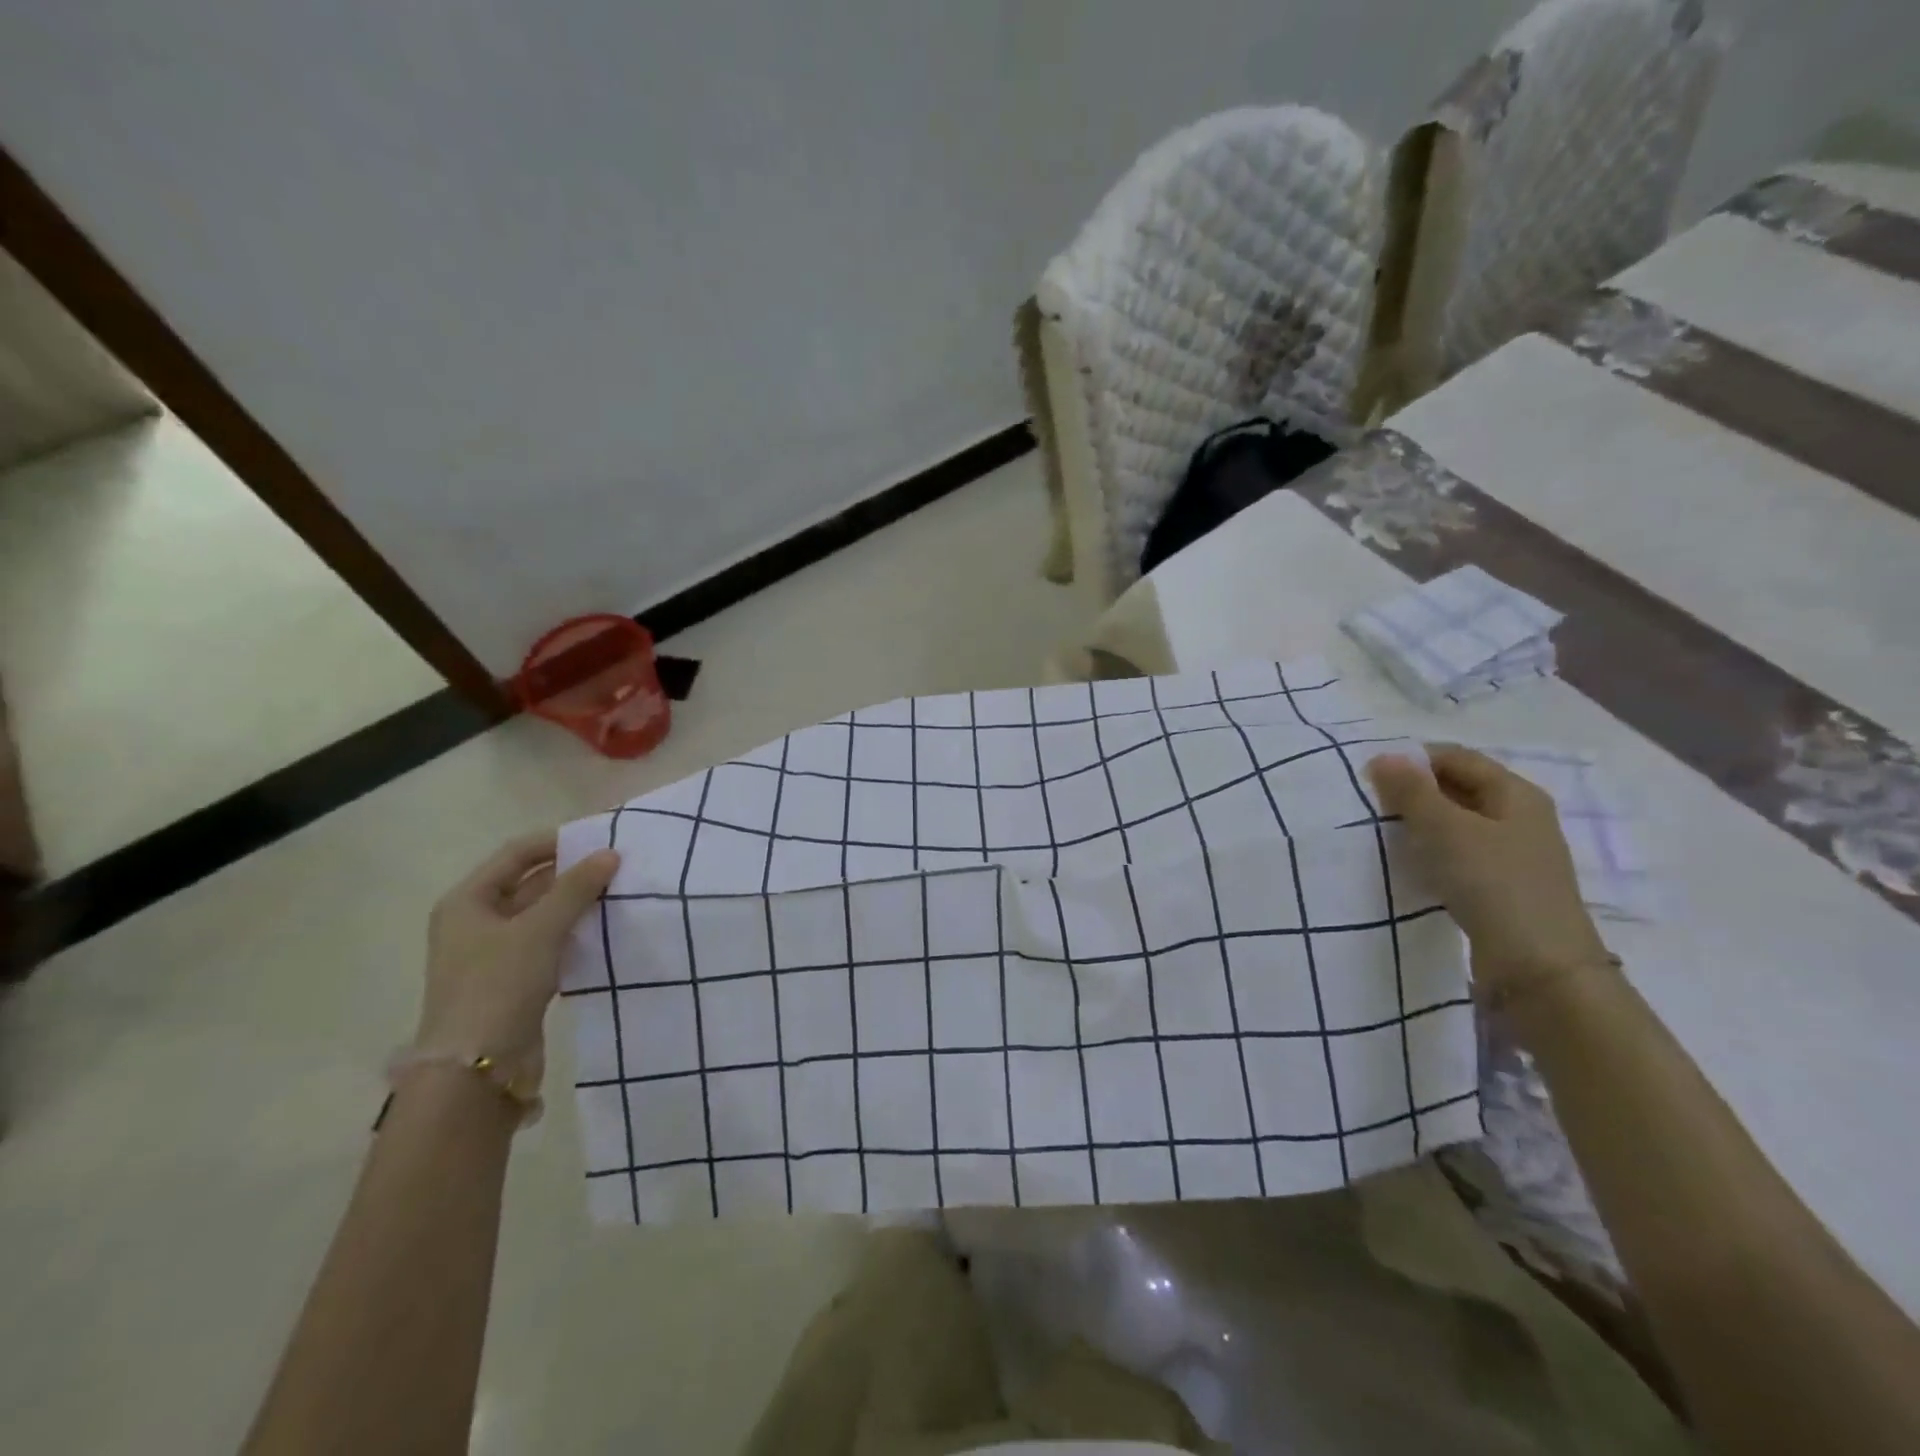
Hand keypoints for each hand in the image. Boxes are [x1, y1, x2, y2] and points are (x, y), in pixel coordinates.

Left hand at [413, 832, 620, 1092]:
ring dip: (576, 903)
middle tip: (618, 864)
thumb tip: (610, 853)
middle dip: (572, 873)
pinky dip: (574, 932)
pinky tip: (605, 929)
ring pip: (542, 914)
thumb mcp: (540, 929)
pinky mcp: (514, 979)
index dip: (557, 841)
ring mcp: (494, 953)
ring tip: (620, 892)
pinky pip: (549, 942)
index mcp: (467, 901)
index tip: (601, 837)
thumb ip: (576, 888)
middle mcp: (476, 921)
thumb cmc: (498, 985)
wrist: (476, 1067)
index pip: (516, 853)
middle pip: (530, 883)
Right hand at [1367, 746, 1608, 1003]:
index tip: (1371, 775)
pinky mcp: (1500, 885)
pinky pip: (1458, 854)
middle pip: (1458, 788)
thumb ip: (1412, 791)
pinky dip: (1431, 851)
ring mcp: (1512, 854)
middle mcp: (1519, 817)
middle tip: (1371, 803)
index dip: (1414, 759)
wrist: (1538, 968)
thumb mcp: (1446, 830)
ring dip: (1419, 823)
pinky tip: (1408, 864)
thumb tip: (1383, 756)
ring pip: (1456, 823)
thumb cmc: (1494, 884)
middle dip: (1414, 791)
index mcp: (1516, 794)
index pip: (1457, 758)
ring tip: (1382, 832)